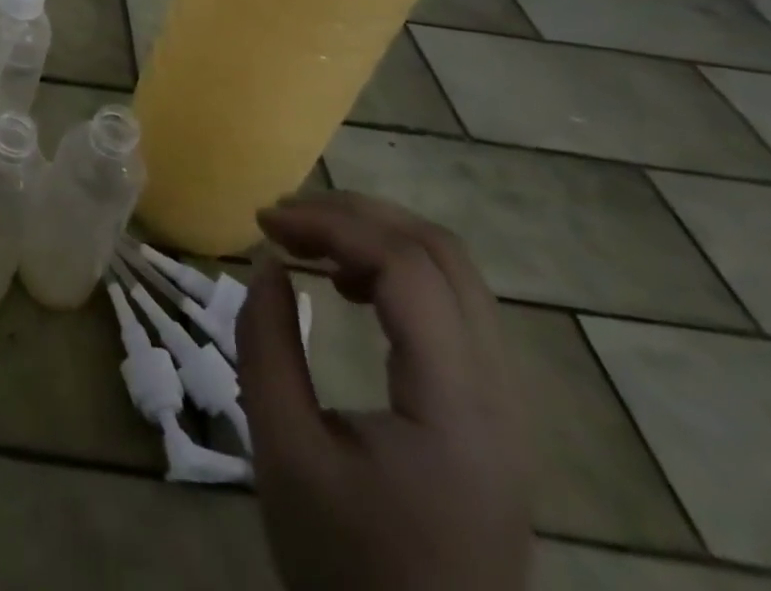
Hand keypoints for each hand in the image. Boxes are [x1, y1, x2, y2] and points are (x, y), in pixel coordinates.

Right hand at [236, 192, 531, 590]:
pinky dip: (396, 273)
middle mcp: (500, 395)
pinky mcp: (494, 416)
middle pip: (442, 254)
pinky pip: (454, 308)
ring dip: (377, 238)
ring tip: (309, 242)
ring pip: (454, 275)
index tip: (264, 222)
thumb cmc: (347, 567)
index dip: (331, 224)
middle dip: (356, 215)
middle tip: (284, 217)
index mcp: (457, 407)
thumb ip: (267, 345)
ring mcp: (506, 406)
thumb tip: (268, 262)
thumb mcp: (285, 453)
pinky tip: (349, 287)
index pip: (406, 268)